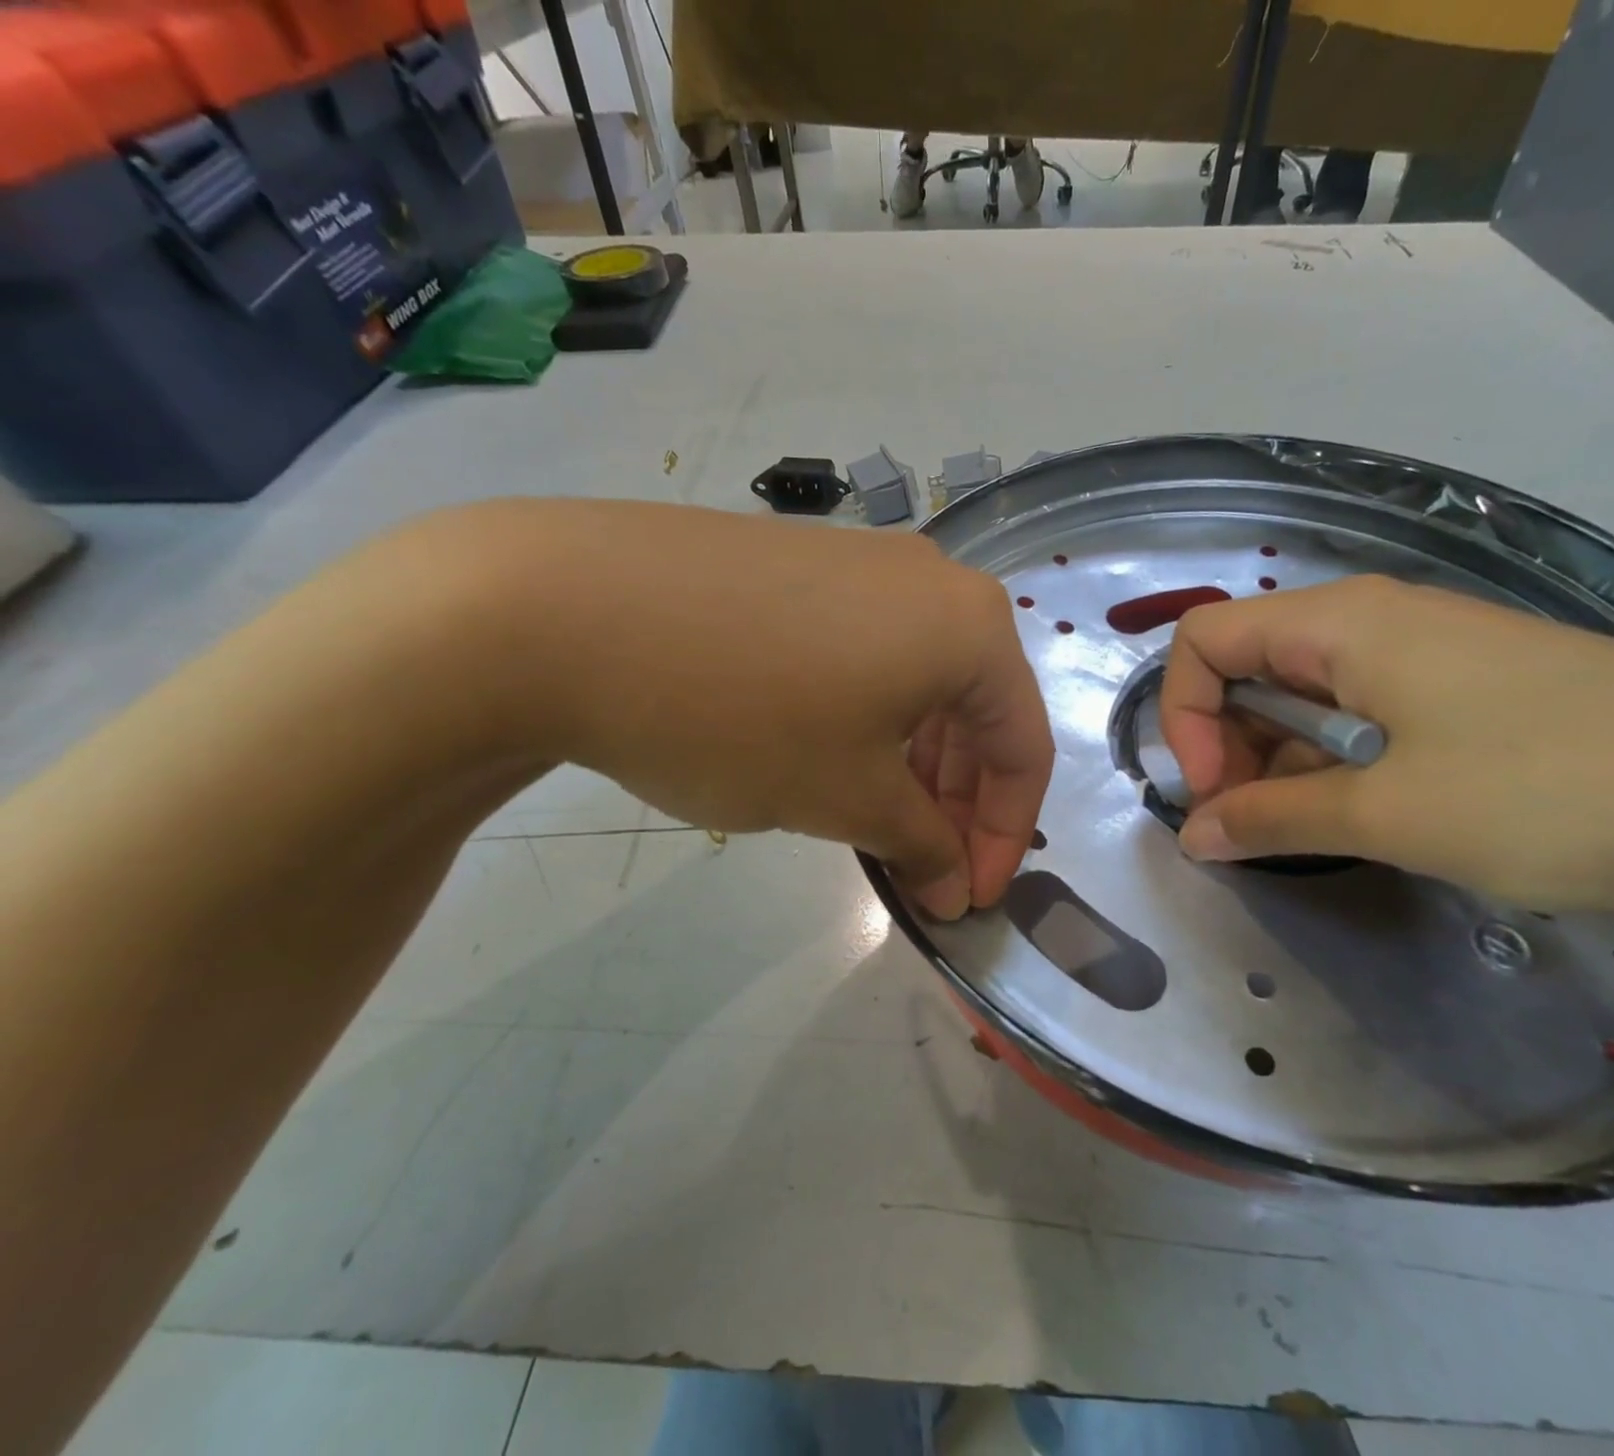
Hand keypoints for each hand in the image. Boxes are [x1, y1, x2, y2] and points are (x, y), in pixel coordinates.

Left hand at [444, 501, 1052, 917]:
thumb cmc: (739, 714)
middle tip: (924, 868)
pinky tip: (829, 751)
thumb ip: (920, 844)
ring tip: (877, 819)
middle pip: (977, 708)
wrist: (561, 609)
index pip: (1023, 747)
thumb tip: (953, 887)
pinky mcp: (802, 562)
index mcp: (971, 626)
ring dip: (915, 761)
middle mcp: (932, 580)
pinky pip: (869, 651)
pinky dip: (871, 716)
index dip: (1003, 836)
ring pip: (921, 680)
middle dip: (959, 801)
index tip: (968, 900)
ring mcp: (863, 561)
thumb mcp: (845, 796)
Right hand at [1158, 575, 1613, 915]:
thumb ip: (1273, 818)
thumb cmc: (1555, 792)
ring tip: (1290, 830)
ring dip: (1274, 759)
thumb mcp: (1391, 814)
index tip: (1209, 791)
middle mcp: (1371, 623)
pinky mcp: (1460, 695)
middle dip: (1224, 742)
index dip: (1183, 714)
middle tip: (1242, 822)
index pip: (1205, 640)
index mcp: (1341, 623)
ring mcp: (1421, 657)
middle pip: (1248, 665)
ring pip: (1302, 695)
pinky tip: (1346, 817)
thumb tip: (1191, 837)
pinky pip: (1358, 717)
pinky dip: (1329, 764)